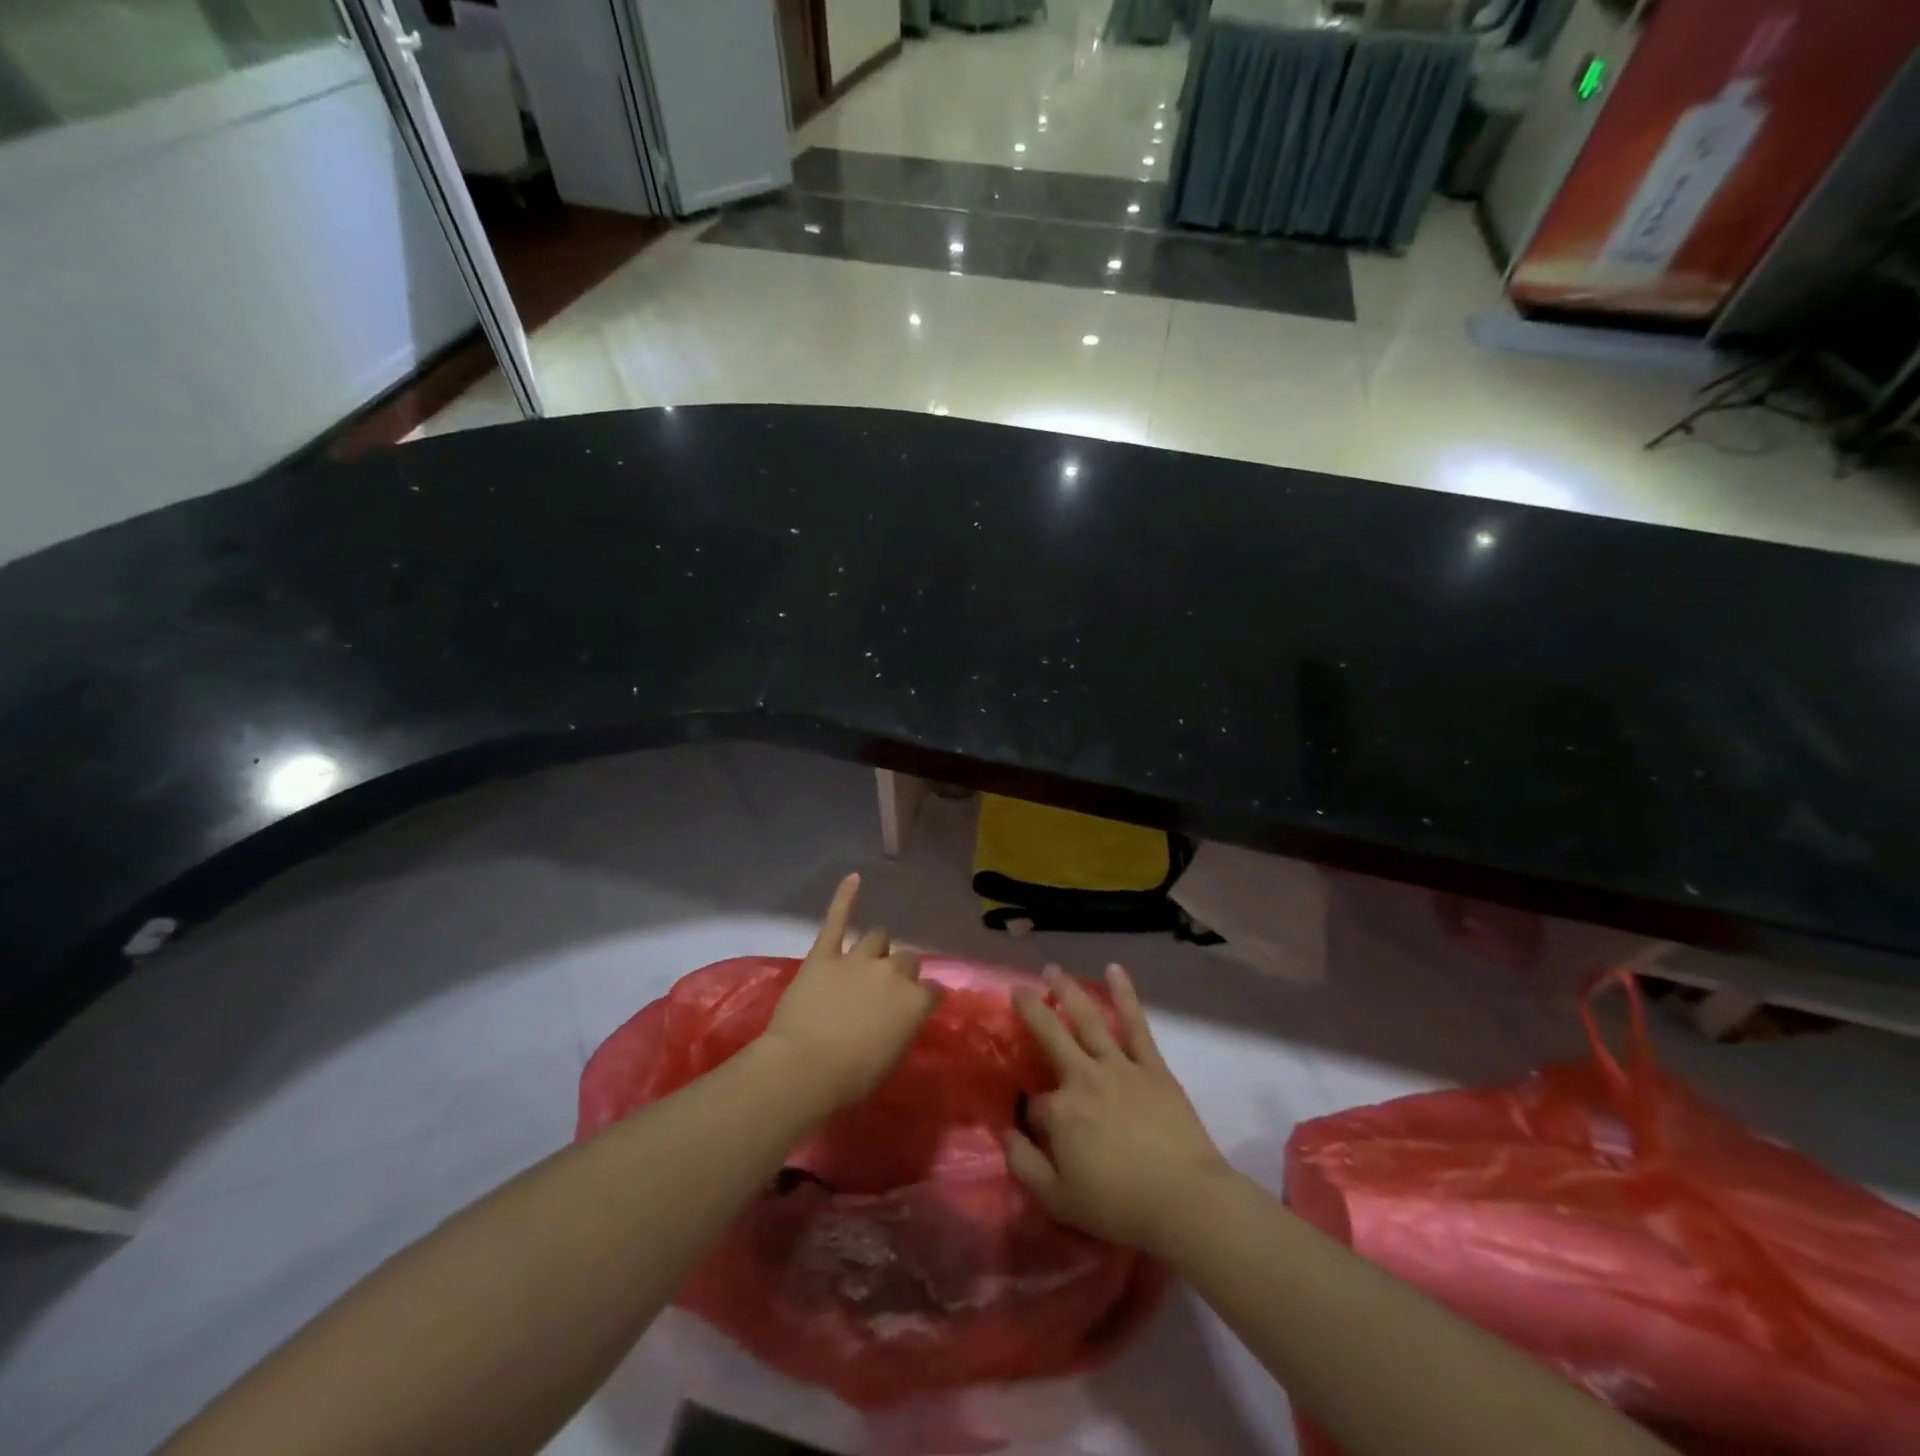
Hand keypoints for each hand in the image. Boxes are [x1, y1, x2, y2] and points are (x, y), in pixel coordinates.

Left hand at [762, 873, 936, 1113]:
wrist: (806, 1067)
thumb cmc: (852, 1077)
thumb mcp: (892, 1057)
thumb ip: (902, 1027)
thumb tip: (900, 1016)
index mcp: (915, 1002)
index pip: (932, 989)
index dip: (923, 997)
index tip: (914, 1007)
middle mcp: (893, 973)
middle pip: (907, 959)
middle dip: (899, 971)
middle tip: (882, 991)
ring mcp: (859, 959)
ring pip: (878, 937)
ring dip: (875, 948)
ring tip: (864, 960)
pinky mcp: (825, 953)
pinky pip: (838, 918)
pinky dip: (845, 897)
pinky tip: (853, 878)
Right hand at [1007, 964, 1231, 1256]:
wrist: (1184, 1200)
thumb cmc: (1119, 1205)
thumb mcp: (1057, 1200)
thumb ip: (1023, 1165)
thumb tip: (1005, 1133)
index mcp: (1060, 1111)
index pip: (1035, 1105)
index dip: (1034, 1118)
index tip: (1040, 1133)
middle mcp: (1083, 1077)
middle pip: (1050, 1035)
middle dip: (1031, 1010)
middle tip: (1018, 988)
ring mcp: (1118, 1066)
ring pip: (1087, 1019)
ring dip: (1068, 991)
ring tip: (1053, 970)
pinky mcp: (1151, 1065)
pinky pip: (1134, 1023)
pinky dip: (1125, 995)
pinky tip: (1114, 969)